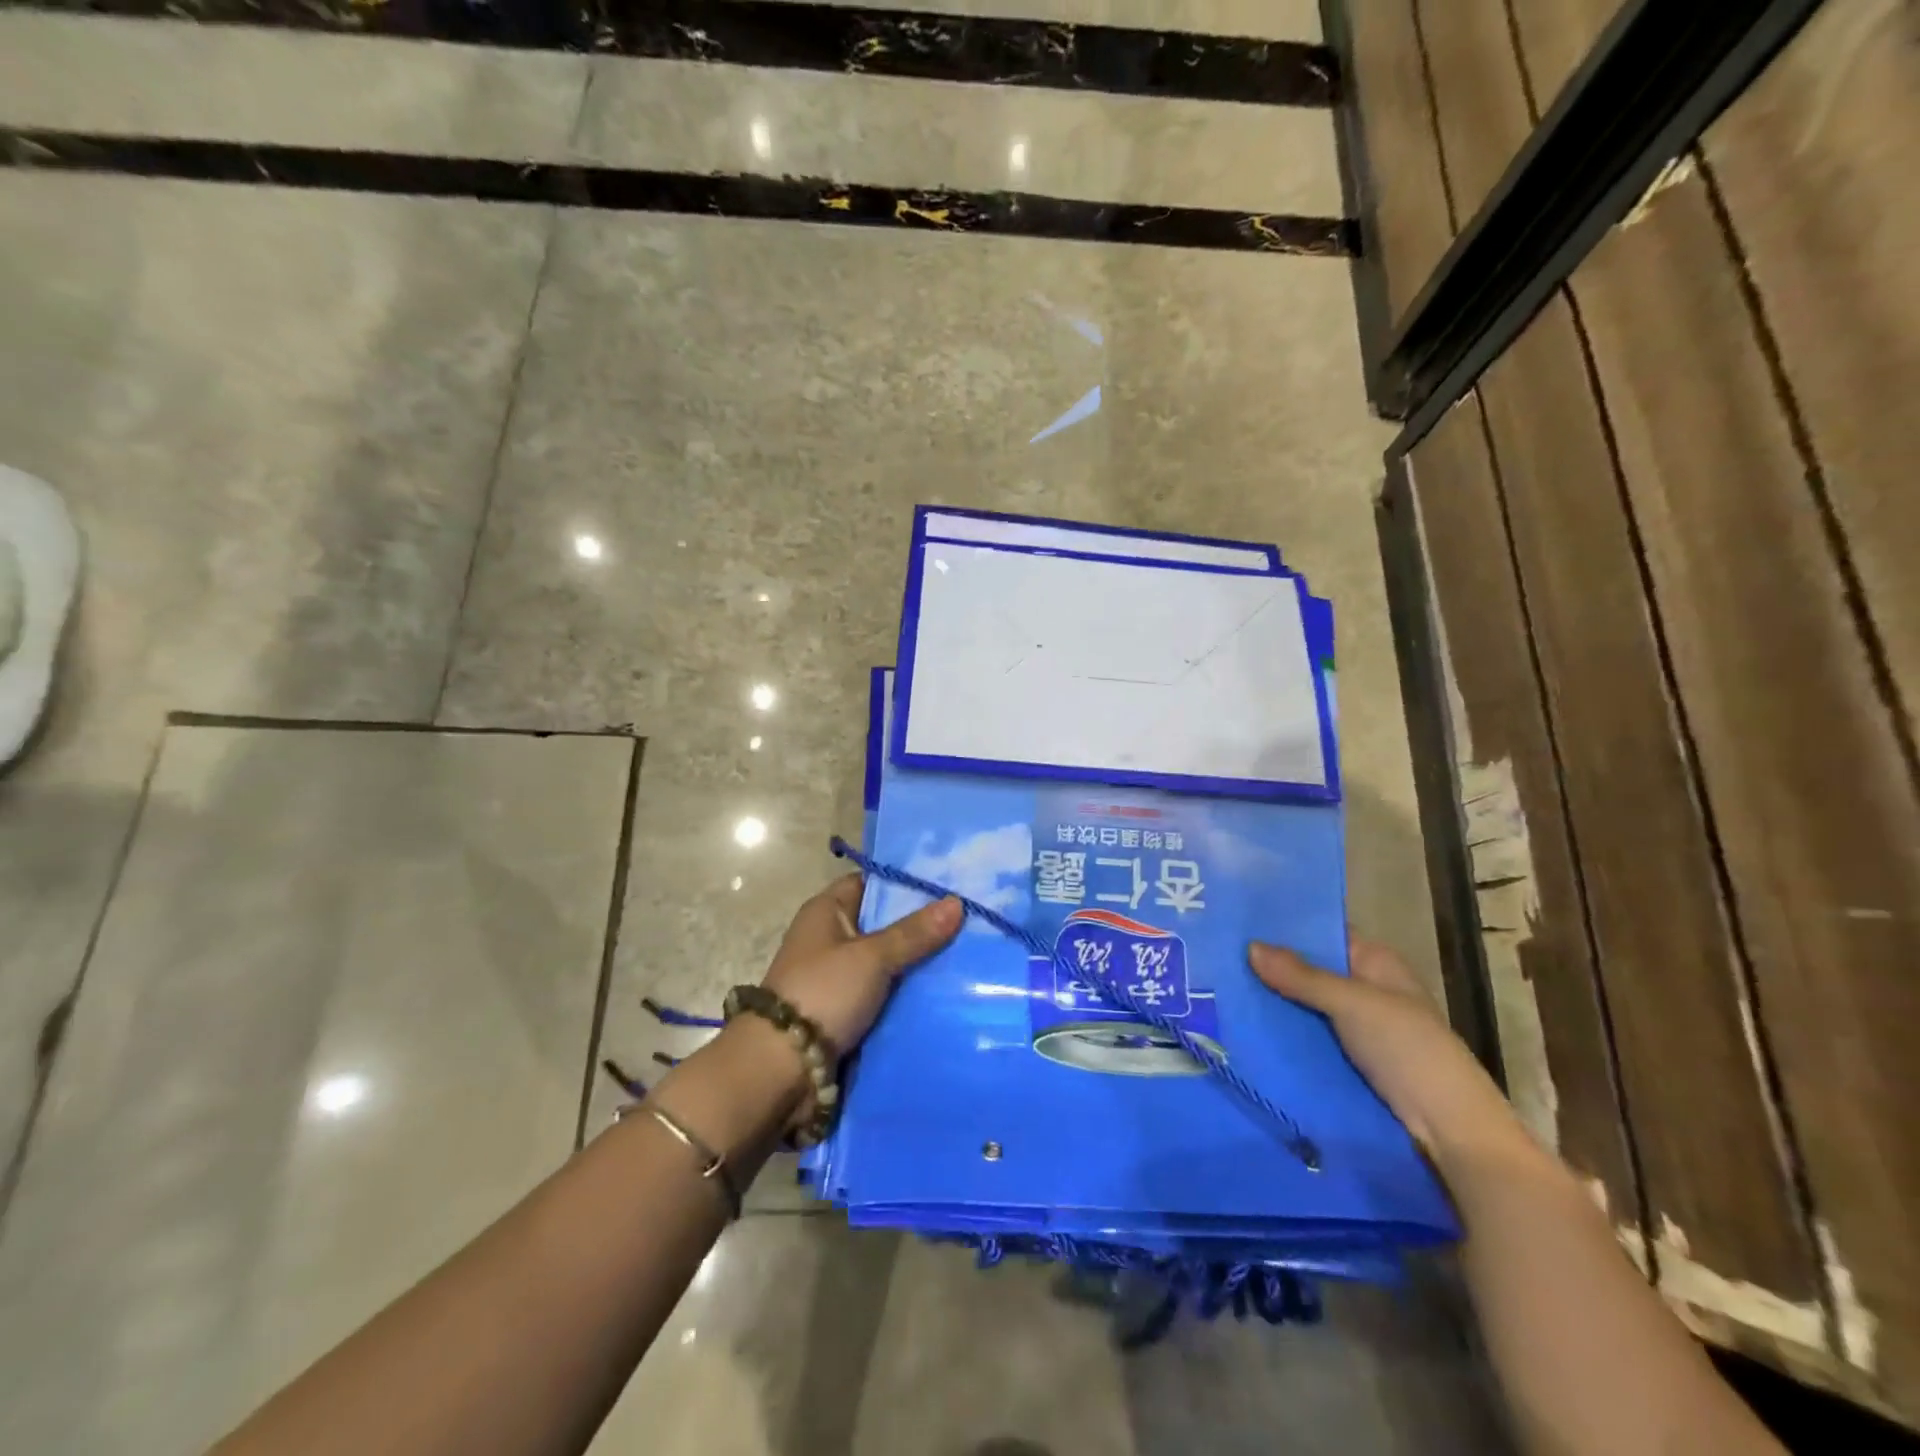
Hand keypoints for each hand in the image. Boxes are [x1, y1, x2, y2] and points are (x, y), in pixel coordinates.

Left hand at [761, 874, 962, 1054]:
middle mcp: (829, 937)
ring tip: (967, 953)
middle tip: (967, 919)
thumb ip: (914, 933)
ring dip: (916, 961)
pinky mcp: (844, 1009)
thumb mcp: (872, 957)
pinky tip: (944, 989)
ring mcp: (836, 975)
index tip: (946, 884)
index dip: (904, 882)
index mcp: (826, 911)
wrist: (782, 1068)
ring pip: (886, 960)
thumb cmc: (823, 993)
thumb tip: (957, 902)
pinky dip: (906, 991)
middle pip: (882, 922)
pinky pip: (883, 992)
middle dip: (920, 924)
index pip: (870, 882)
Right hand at [1248, 938, 1529, 1164]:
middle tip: (1219, 957)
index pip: (1325, 933)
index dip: (1287, 928)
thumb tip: (1250, 945)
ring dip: (1274, 1002)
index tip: (1240, 922)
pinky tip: (1245, 1027)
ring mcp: (1359, 1028)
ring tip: (1221, 989)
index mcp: (1377, 963)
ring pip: (1307, 1006)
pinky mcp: (1349, 1061)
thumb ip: (1301, 976)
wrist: (1450, 1132)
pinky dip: (1284, 1033)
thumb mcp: (1352, 1004)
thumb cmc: (1409, 1051)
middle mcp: (1367, 989)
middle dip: (1272, 967)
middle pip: (1311, 970)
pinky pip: (1309, 1037)